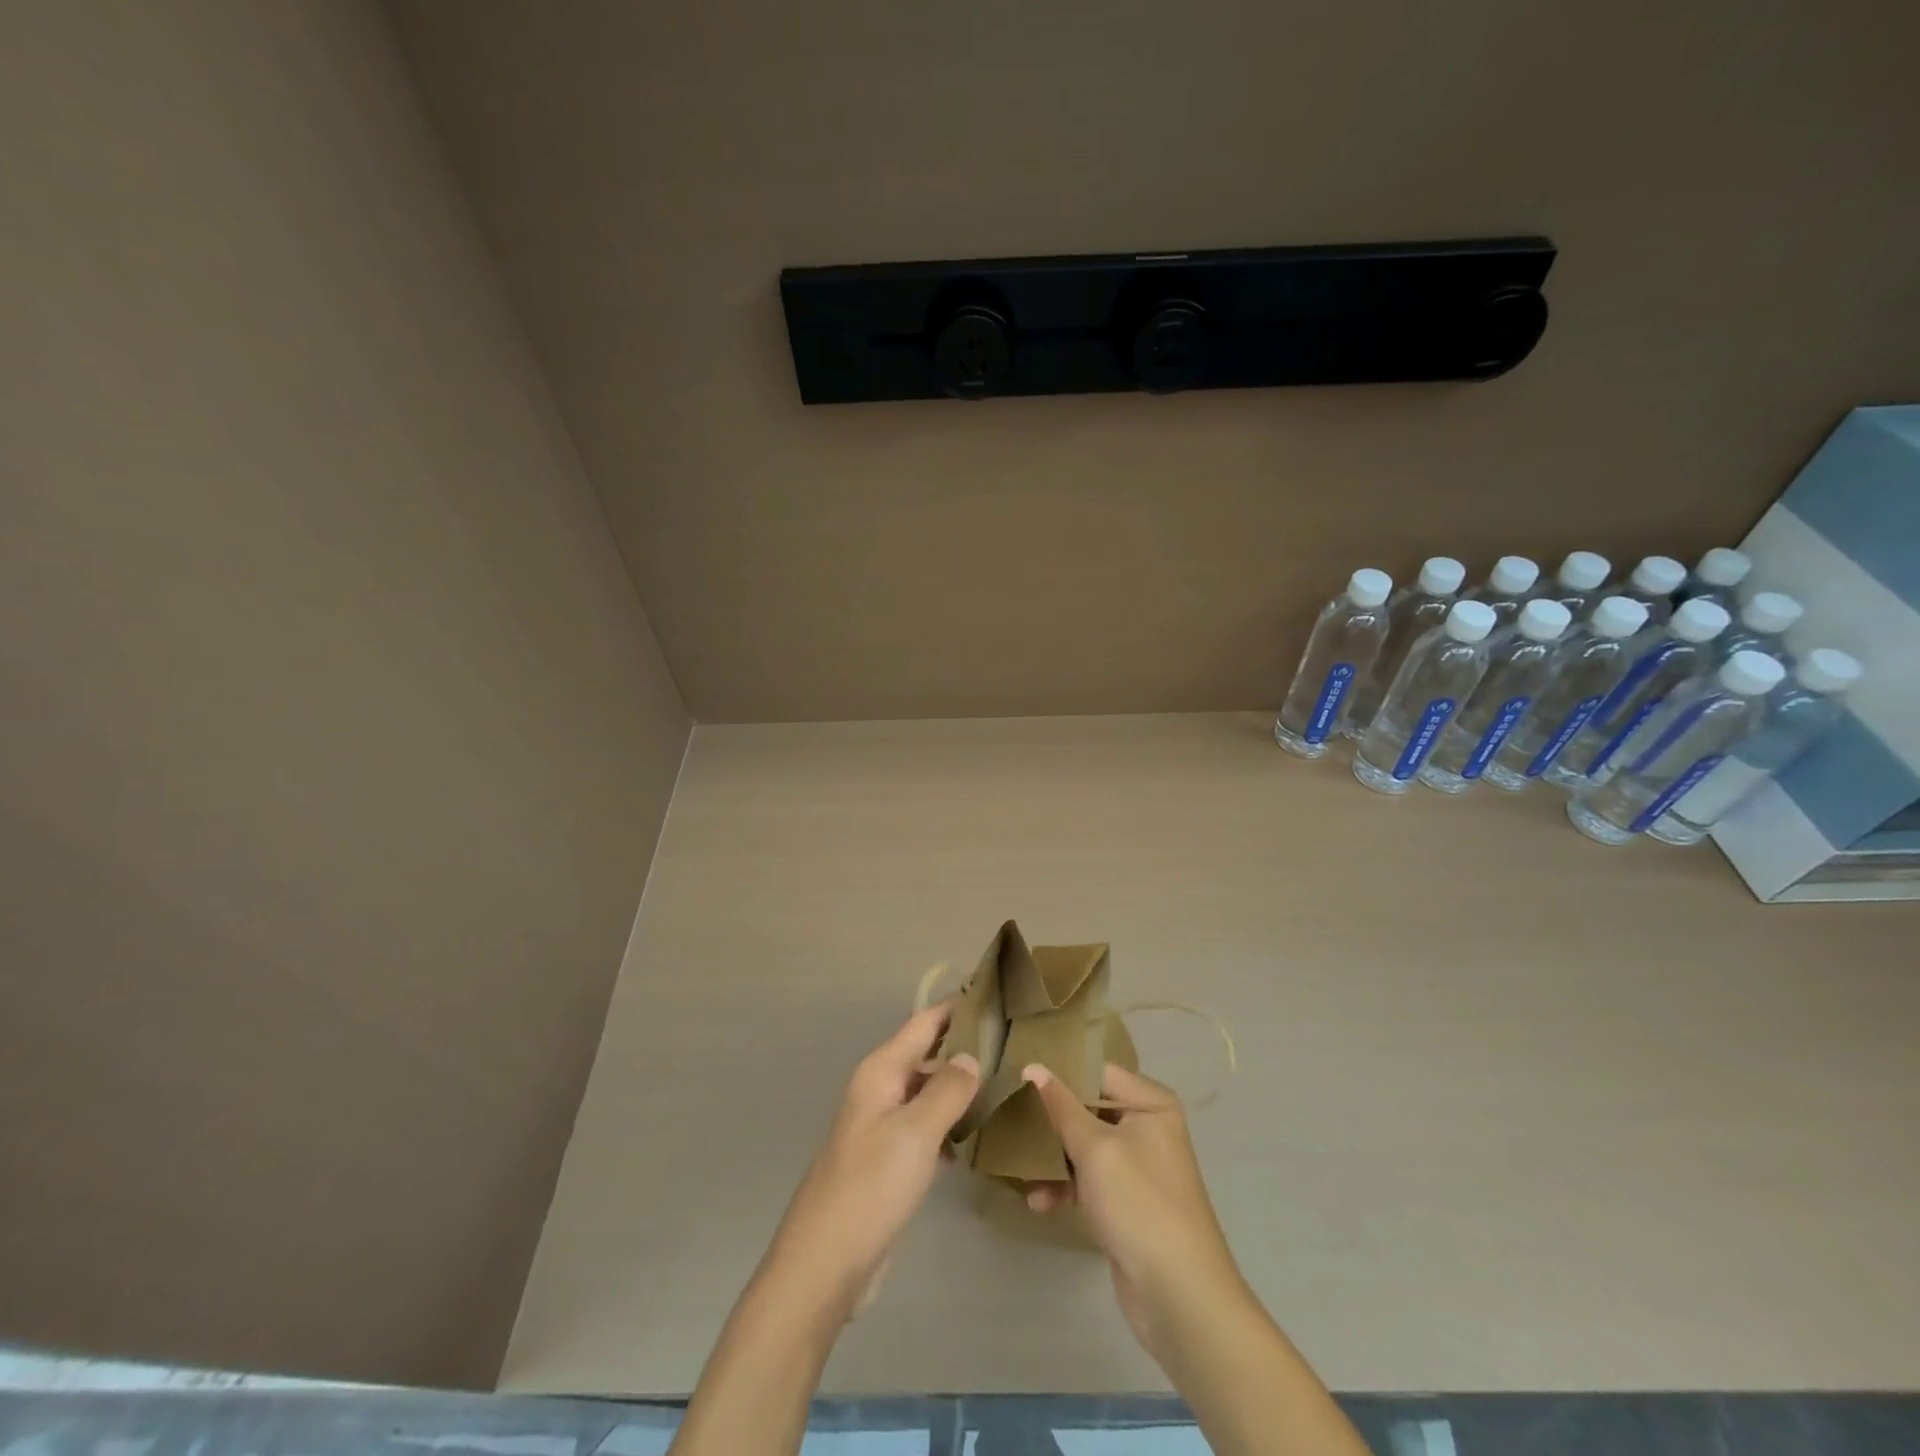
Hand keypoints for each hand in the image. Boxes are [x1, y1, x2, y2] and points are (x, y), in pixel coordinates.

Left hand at [763, 1003, 979, 1322]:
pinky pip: (925, 1128)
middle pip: (927, 1056)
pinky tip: (978, 1140)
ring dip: (960, 1090)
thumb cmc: (870, 1187)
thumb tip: (971, 1056)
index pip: (924, 1023)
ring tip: (1006, 1088)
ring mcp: (882, 1126)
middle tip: (1014, 1048)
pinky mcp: (888, 1161)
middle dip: (965, 1049)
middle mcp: (880, 1090)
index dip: (956, 1007)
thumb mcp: (915, 1133)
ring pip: (928, 1093)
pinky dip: (949, 1127)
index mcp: (881, 1072)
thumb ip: (947, 1090)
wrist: (825, 1264)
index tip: (995, 995)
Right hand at [1021, 1061, 1245, 1364]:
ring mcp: (1137, 1165)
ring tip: (1019, 1168)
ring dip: (1052, 1158)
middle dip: (1050, 1120)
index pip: (1096, 1072)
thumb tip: (1032, 1067)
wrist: (1180, 1296)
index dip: (1059, 1072)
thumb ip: (1060, 1106)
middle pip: (1087, 1109)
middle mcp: (1147, 1126)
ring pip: (1083, 1146)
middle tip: (1009, 1117)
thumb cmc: (1139, 1203)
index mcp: (1150, 1103)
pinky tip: (1039, 1202)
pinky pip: (1088, 1180)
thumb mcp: (1094, 1148)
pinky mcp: (1126, 1201)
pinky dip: (1065, 1187)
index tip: (1018, 1073)